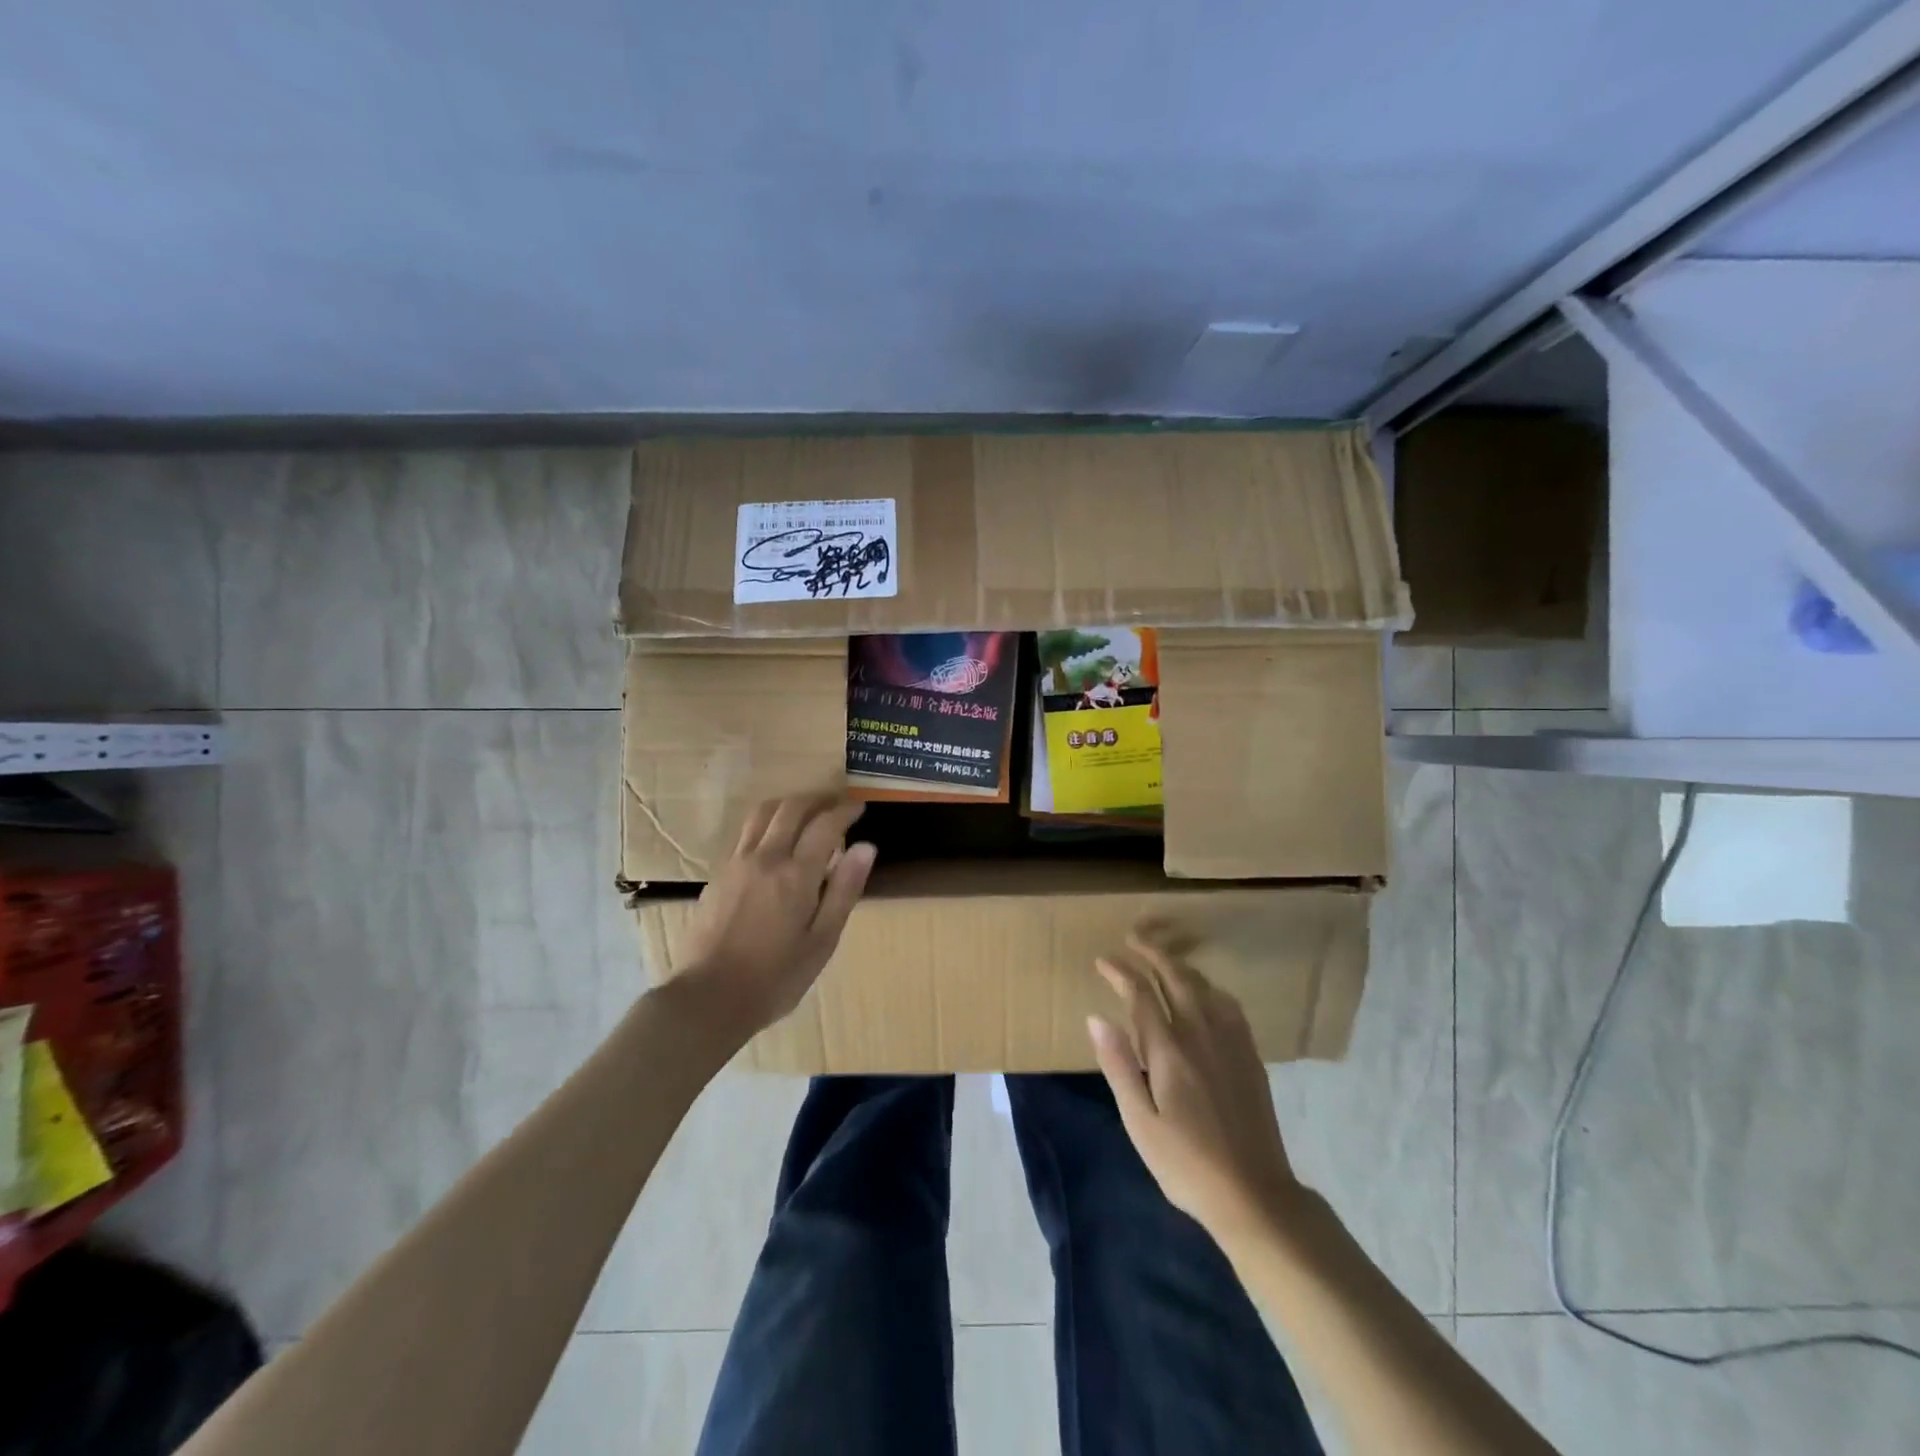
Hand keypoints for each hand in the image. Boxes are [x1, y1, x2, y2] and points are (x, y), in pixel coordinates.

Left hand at [676, 794, 876, 1040]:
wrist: (709, 997)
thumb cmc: (776, 977)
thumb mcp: (822, 941)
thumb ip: (844, 890)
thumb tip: (866, 847)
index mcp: (796, 874)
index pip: (825, 824)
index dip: (845, 810)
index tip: (859, 807)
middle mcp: (765, 857)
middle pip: (791, 808)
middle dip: (817, 799)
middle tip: (835, 804)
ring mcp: (737, 863)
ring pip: (762, 813)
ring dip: (788, 804)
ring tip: (805, 813)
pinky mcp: (718, 875)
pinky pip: (746, 833)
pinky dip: (767, 823)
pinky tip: (775, 842)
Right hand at [1088, 933, 1305, 1253]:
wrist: (1254, 1195)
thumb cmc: (1186, 1164)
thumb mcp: (1140, 1123)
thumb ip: (1119, 1066)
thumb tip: (1096, 1018)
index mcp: (1170, 1051)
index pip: (1141, 995)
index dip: (1121, 972)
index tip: (1104, 960)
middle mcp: (1201, 1035)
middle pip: (1176, 978)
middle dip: (1153, 953)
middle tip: (1133, 939)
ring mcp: (1231, 1043)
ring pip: (1204, 987)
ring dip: (1180, 966)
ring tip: (1163, 959)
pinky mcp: (1250, 1056)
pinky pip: (1229, 1005)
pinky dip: (1210, 987)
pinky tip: (1206, 993)